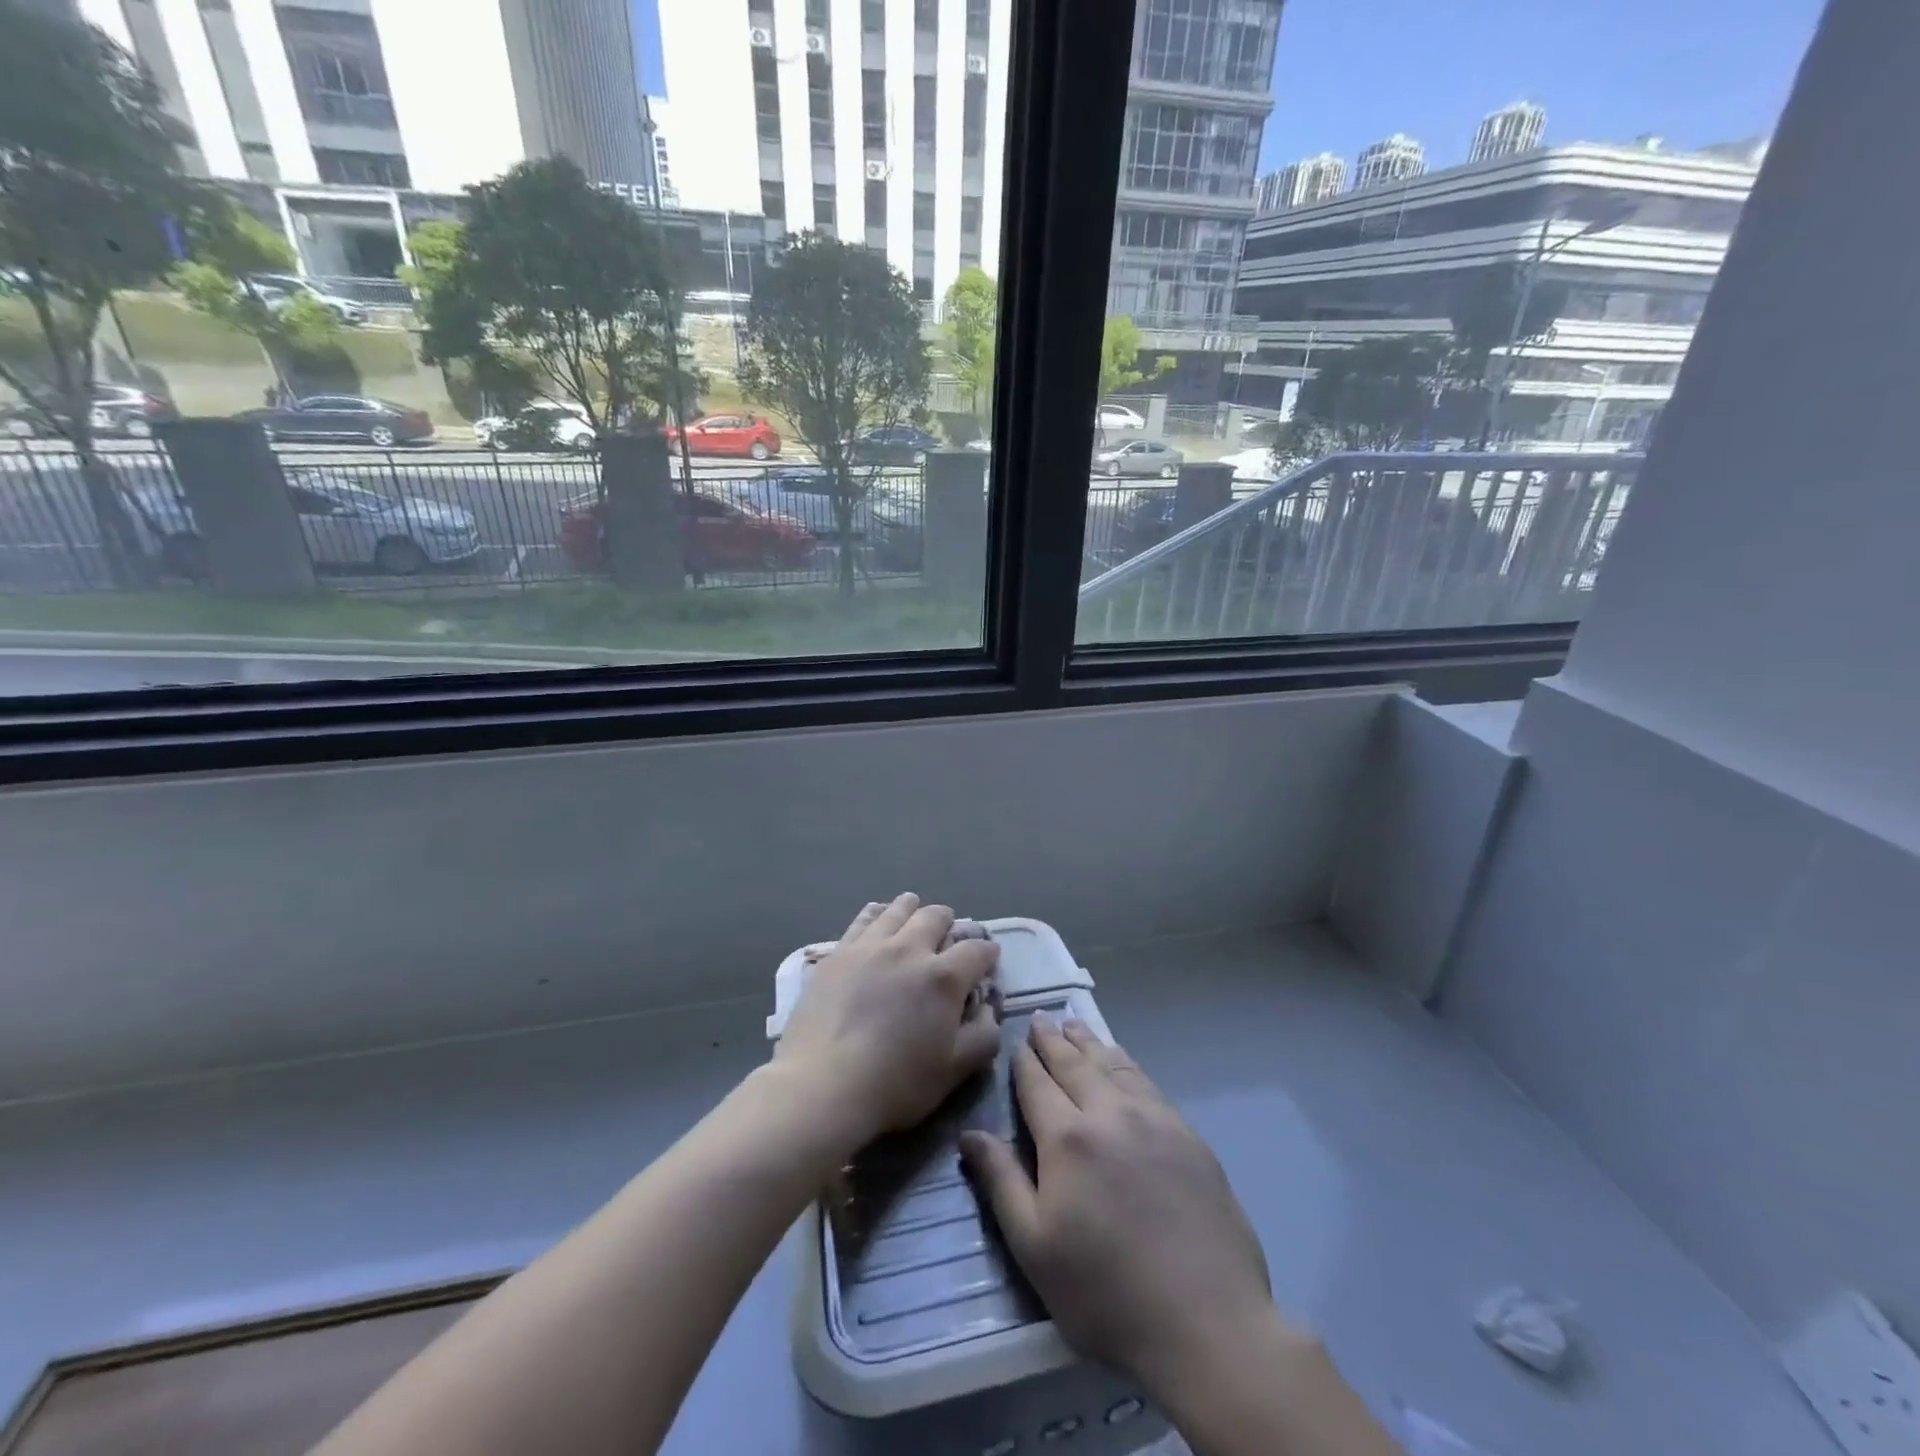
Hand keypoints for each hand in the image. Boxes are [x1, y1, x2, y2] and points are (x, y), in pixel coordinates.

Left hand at [774, 894, 1000, 1154]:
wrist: (823, 1085)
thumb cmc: (896, 1083)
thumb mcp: (955, 1070)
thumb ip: (983, 1035)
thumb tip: (988, 1008)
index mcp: (944, 977)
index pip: (976, 950)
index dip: (987, 952)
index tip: (988, 959)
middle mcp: (910, 949)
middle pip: (936, 917)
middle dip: (949, 924)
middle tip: (948, 937)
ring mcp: (870, 946)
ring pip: (899, 910)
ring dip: (913, 909)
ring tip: (914, 913)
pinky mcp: (838, 953)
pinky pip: (863, 919)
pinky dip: (877, 913)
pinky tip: (878, 917)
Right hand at [959, 1020, 1279, 1396]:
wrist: (1207, 1322)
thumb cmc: (1106, 1293)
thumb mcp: (1035, 1248)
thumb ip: (1001, 1182)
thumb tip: (971, 1134)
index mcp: (1067, 1139)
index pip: (1038, 1085)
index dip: (1024, 1062)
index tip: (1016, 1042)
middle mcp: (1109, 1114)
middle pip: (1075, 1065)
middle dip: (1053, 1041)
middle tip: (1042, 1019)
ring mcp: (1154, 1120)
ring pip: (1113, 1065)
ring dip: (1089, 1043)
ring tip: (1074, 1026)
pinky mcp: (1187, 1136)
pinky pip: (1146, 1083)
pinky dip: (1125, 1063)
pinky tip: (1121, 1062)